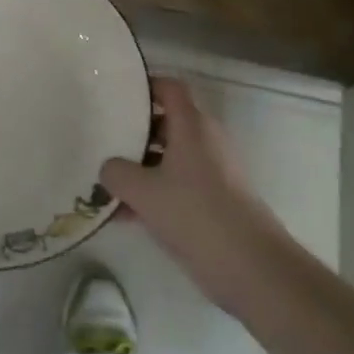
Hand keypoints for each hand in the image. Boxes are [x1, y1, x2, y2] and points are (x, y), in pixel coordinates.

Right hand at [99, 77, 291, 311]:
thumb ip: (116, 173)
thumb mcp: (143, 191)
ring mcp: (212, 173)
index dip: (144, 86)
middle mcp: (205, 142)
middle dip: (133, 130)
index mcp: (192, 126)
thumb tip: (108, 168)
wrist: (252, 267)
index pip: (169, 88)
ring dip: (139, 167)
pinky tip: (122, 215)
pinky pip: (176, 186)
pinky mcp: (214, 201)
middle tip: (101, 137)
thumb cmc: (196, 214)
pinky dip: (152, 193)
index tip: (115, 94)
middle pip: (166, 123)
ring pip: (168, 158)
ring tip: (104, 180)